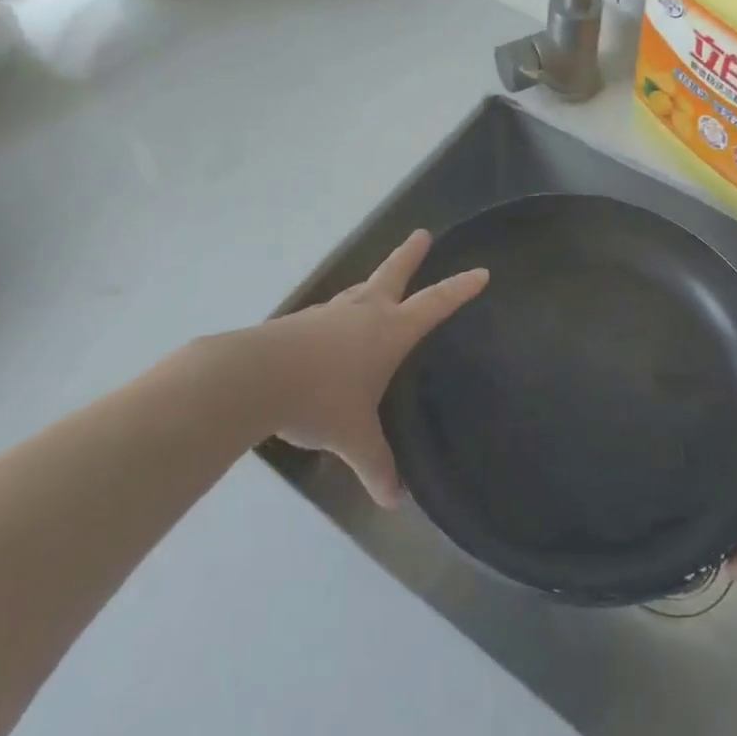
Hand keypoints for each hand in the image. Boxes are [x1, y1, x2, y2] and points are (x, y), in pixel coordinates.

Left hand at [253, 230, 487, 507]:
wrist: (256, 377)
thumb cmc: (320, 399)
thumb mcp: (354, 437)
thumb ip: (376, 465)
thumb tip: (393, 501)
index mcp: (389, 331)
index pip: (435, 304)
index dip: (459, 289)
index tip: (480, 272)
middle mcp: (364, 312)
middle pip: (393, 273)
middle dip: (410, 255)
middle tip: (422, 234)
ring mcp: (330, 313)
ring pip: (360, 290)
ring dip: (374, 284)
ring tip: (378, 285)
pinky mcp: (302, 322)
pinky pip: (332, 313)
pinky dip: (342, 314)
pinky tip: (334, 331)